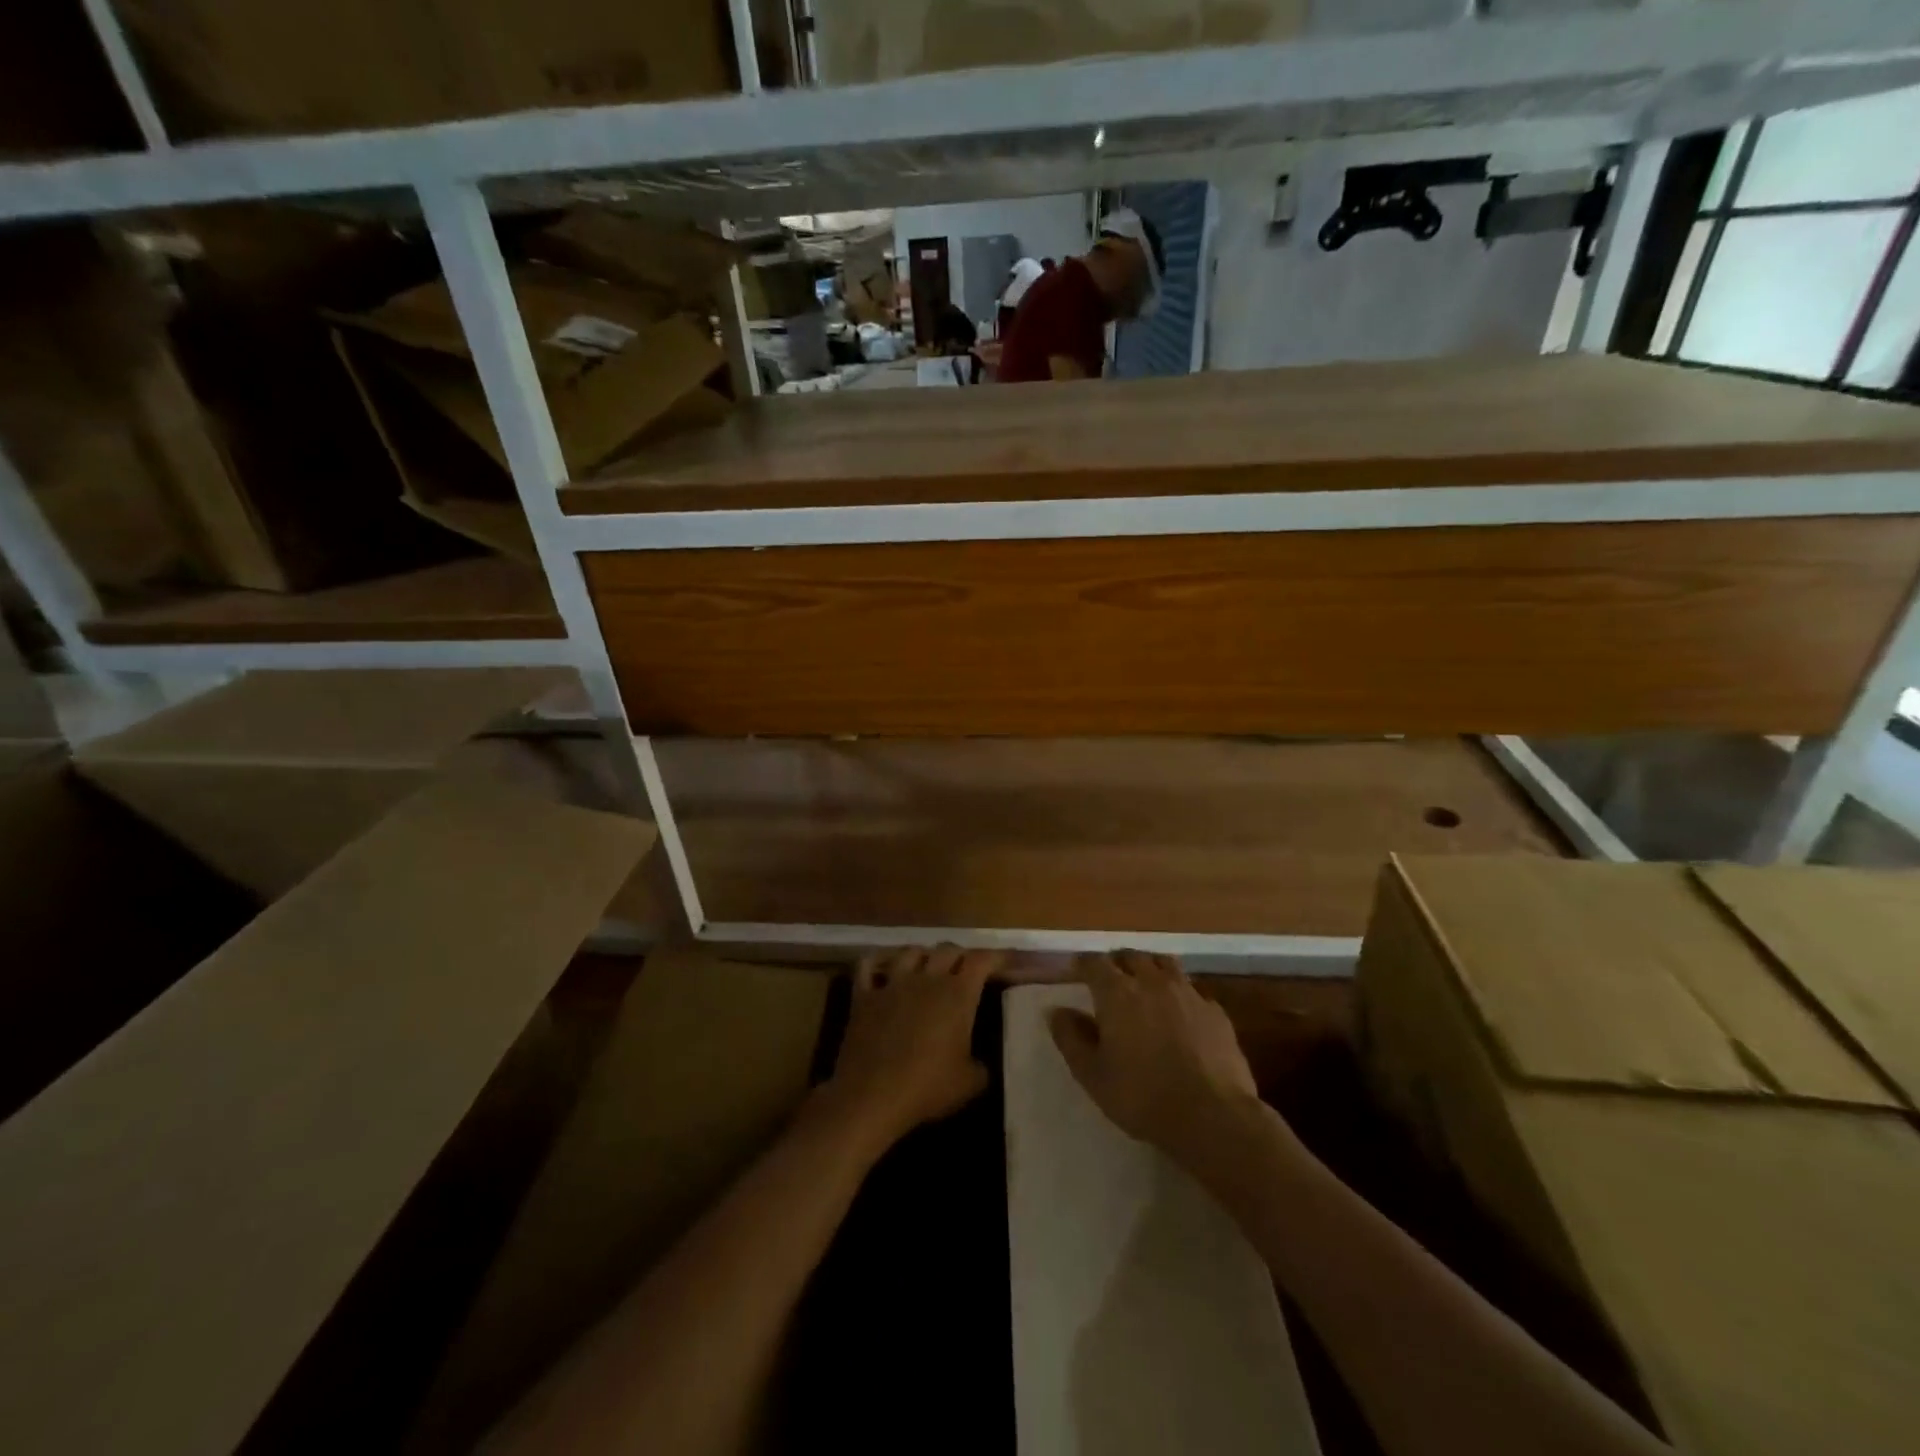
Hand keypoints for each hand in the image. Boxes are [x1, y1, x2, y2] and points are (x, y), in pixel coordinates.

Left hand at [818, 945, 1001, 1153]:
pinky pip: (868, 966)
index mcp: (957, 994)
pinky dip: (878, 962)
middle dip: (961, 955)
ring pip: (910, 951)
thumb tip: (980, 1064)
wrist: (872, 1095)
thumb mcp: (969, 1084)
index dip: (997, 956)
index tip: (1007, 961)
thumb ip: (980, 1067)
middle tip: (967, 969)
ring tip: (928, 966)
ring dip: (924, 954)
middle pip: (948, 949)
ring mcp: (893, 983)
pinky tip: (882, 969)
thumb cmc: (927, 1087)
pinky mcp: (864, 995)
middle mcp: (927, 979)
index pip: (981, 960)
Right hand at [1049, 951, 1260, 1165]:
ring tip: (1145, 984)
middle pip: (1131, 956)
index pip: (1094, 963)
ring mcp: (1188, 993)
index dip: (1084, 964)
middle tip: (1110, 978)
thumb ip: (1071, 1039)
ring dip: (1150, 968)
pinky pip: (1193, 990)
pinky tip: (1181, 1012)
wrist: (1212, 1116)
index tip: (1077, 971)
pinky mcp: (1215, 1011)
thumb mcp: (1092, 1075)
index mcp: (1117, 993)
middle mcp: (1152, 982)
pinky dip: (1180, 993)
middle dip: (1117, 962)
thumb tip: (1056, 1011)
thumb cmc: (1142, 1097)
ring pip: (1164, 964)